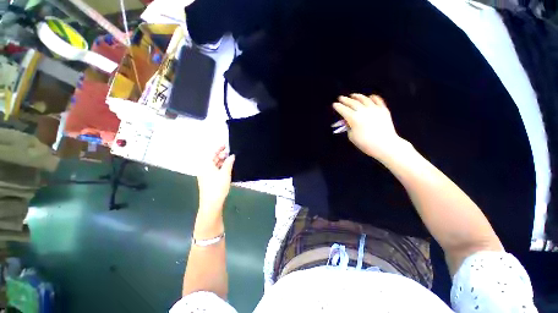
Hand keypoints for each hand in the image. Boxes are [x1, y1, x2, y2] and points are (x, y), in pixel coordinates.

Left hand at [196, 145, 235, 215]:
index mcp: (206, 165)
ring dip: (222, 162)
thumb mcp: (225, 173)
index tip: (226, 145)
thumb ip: (229, 163)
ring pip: (214, 165)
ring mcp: (205, 175)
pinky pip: (214, 170)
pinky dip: (220, 168)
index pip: (212, 153)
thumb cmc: (218, 187)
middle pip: (212, 159)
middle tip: (231, 153)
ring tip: (231, 160)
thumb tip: (232, 156)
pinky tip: (227, 168)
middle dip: (221, 155)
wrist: (211, 204)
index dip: (219, 148)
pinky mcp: (208, 181)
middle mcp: (204, 169)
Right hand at [333, 94, 408, 160]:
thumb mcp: (352, 137)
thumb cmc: (366, 143)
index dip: (338, 106)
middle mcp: (363, 111)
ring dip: (357, 96)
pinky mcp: (383, 110)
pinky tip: (370, 97)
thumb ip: (349, 127)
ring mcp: (374, 109)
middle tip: (341, 98)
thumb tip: (348, 121)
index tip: (334, 104)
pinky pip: (377, 100)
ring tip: (353, 95)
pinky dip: (373, 97)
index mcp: (354, 118)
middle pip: (352, 102)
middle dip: (345, 100)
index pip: (343, 110)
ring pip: (364, 99)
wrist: (385, 145)